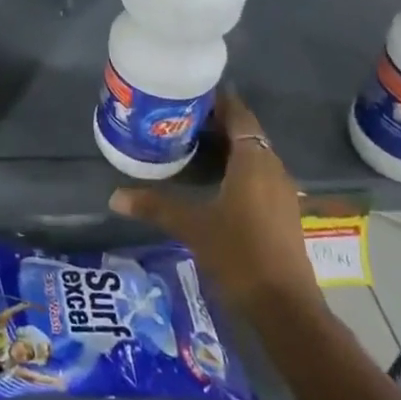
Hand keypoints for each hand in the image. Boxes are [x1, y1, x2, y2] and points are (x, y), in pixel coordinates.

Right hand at [108, 90, 321, 315]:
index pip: (239, 115)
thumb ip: (155, 206)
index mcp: (254, 162)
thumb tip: (114, 196)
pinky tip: (211, 178)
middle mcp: (273, 169)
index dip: (217, 100)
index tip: (188, 91)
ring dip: (226, 145)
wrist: (286, 308)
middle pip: (246, 132)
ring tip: (189, 142)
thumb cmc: (240, 255)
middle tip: (178, 116)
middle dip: (216, 122)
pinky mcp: (282, 212)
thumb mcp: (192, 227)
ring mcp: (281, 192)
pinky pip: (258, 174)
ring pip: (253, 154)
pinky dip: (236, 167)